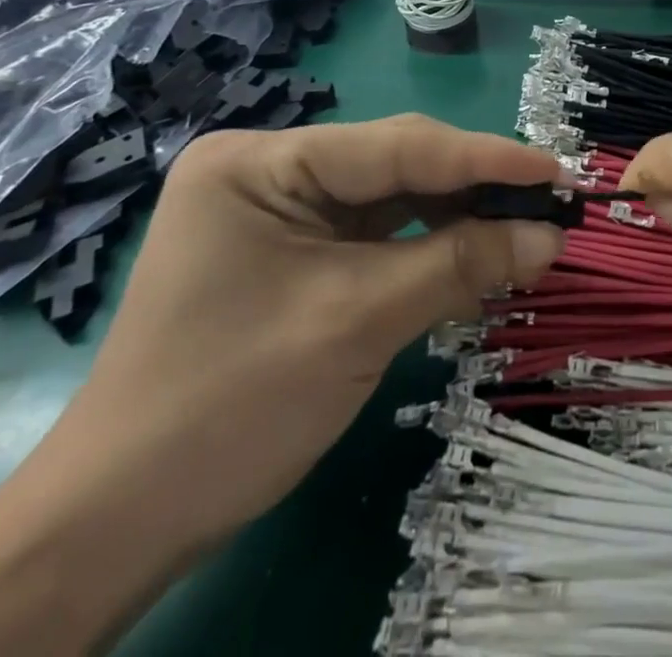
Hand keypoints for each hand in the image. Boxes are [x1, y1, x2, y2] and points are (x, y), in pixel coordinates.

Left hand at [58, 116, 567, 550]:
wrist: (116, 525)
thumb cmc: (229, 406)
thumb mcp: (358, 323)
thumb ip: (461, 265)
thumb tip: (551, 236)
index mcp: (261, 161)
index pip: (396, 146)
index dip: (485, 158)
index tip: (556, 169)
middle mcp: (269, 170)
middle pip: (395, 166)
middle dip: (474, 189)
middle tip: (550, 205)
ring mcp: (279, 210)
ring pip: (392, 199)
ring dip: (458, 217)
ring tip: (525, 229)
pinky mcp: (293, 251)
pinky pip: (376, 234)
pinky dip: (429, 246)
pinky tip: (476, 252)